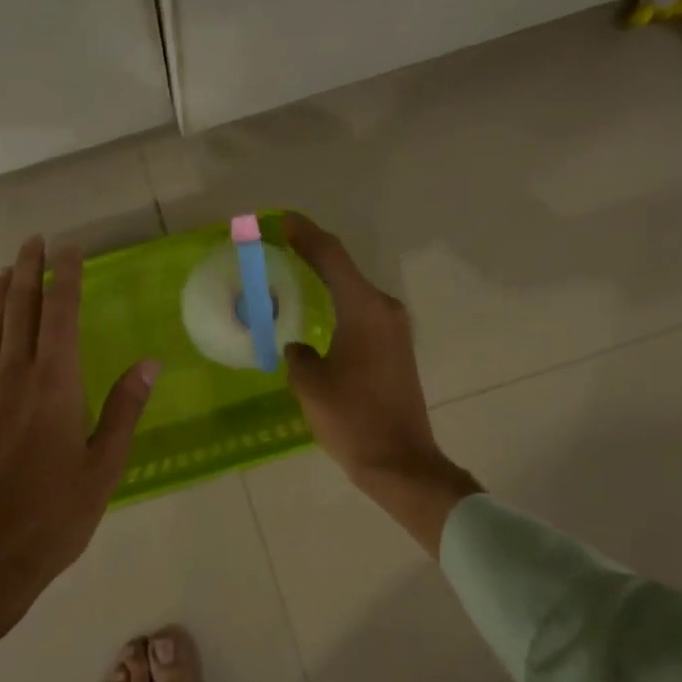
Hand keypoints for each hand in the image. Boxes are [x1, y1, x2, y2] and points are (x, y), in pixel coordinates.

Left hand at [0, 237, 159, 657]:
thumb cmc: (51, 518)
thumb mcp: (103, 468)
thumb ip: (124, 410)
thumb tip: (149, 363)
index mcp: (55, 385)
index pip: (61, 315)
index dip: (66, 277)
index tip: (69, 248)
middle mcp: (14, 379)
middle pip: (20, 312)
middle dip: (28, 272)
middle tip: (32, 241)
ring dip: (0, 297)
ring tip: (6, 270)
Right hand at [282, 214, 480, 554]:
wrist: (401, 462)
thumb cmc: (353, 420)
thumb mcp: (311, 385)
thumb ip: (298, 355)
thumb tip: (299, 348)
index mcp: (363, 309)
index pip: (331, 257)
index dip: (305, 234)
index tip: (281, 219)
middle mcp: (384, 309)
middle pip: (344, 268)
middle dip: (312, 252)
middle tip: (280, 243)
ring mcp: (394, 328)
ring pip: (353, 289)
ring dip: (326, 277)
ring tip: (293, 269)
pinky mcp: (395, 347)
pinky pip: (361, 310)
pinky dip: (338, 300)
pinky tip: (318, 308)